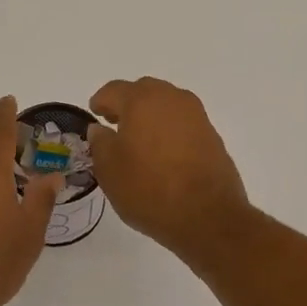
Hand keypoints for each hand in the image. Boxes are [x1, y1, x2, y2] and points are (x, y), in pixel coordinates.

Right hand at [88, 77, 250, 259]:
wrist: (208, 216)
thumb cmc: (149, 190)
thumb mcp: (109, 170)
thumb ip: (100, 143)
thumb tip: (99, 129)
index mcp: (142, 101)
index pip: (114, 90)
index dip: (100, 102)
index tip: (94, 114)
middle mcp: (172, 99)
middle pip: (143, 91)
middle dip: (127, 104)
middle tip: (115, 124)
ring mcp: (196, 116)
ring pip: (166, 105)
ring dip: (150, 115)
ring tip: (139, 141)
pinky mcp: (212, 135)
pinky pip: (183, 123)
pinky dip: (169, 130)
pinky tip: (162, 153)